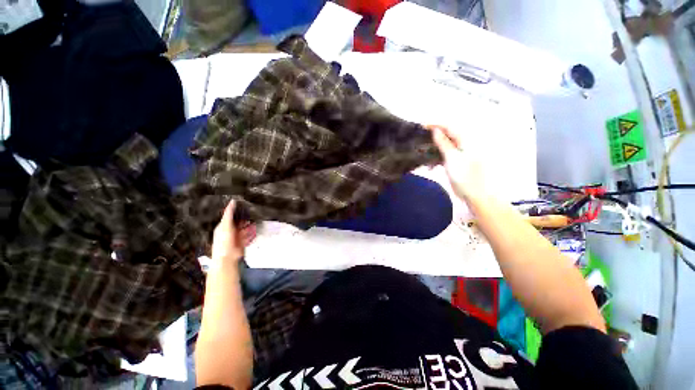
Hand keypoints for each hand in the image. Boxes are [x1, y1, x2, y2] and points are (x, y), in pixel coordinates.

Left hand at [212, 201, 256, 262]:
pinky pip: (249, 234)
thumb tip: (232, 201)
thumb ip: (229, 213)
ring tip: (257, 218)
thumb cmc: (224, 240)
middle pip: (239, 221)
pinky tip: (256, 228)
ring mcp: (237, 236)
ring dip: (250, 224)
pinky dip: (252, 232)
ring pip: (245, 227)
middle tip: (253, 210)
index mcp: (224, 225)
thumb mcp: (226, 225)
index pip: (230, 215)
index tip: (244, 203)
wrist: (228, 257)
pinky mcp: (243, 241)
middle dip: (246, 217)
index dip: (236, 210)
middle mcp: (230, 230)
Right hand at [426, 125, 485, 201]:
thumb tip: (435, 130)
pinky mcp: (457, 161)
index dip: (435, 125)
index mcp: (466, 140)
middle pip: (446, 135)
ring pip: (444, 146)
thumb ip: (443, 143)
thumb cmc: (464, 176)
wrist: (475, 195)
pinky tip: (430, 166)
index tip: (421, 125)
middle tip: (419, 141)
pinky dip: (437, 159)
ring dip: (433, 150)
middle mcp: (464, 143)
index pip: (449, 127)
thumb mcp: (451, 158)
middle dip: (432, 138)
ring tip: (422, 156)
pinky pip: (445, 155)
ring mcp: (461, 153)